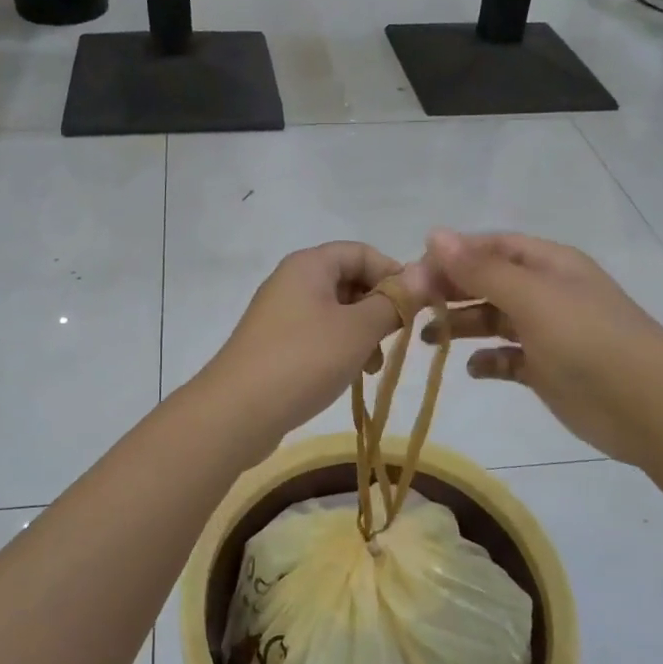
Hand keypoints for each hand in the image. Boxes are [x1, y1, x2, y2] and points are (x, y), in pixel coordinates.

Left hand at [201, 242, 425, 450]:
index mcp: (309, 265)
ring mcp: (280, 314)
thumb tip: (426, 273)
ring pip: (336, 312)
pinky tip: (351, 375)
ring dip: (362, 333)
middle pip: (349, 281)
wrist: (237, 411)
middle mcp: (292, 281)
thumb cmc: (304, 360)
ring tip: (374, 366)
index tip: (416, 306)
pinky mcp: (275, 344)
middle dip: (379, 307)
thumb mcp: (358, 330)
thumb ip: (394, 301)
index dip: (393, 274)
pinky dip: (340, 349)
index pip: (362, 252)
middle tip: (397, 338)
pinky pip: (318, 335)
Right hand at [419, 229, 662, 464]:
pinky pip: (507, 359)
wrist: (650, 408)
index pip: (492, 247)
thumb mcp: (532, 298)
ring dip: (462, 325)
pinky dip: (488, 361)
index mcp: (548, 265)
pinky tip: (473, 368)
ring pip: (494, 320)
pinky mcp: (547, 370)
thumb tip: (434, 233)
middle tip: (411, 307)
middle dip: (451, 290)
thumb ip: (481, 269)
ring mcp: (547, 333)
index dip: (453, 255)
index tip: (413, 272)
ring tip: (428, 338)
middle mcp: (546, 293)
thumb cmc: (589, 341)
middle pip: (488, 282)